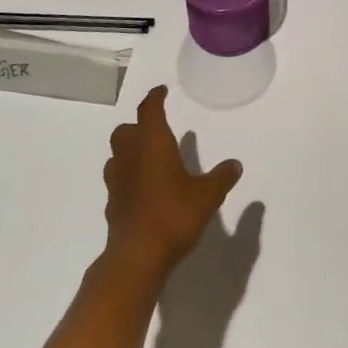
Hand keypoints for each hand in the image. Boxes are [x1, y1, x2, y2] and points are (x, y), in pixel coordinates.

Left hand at [105, 86, 243, 278]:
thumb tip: (235, 164)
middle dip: (138, 126)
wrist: (137, 256)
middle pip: (125, 131)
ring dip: (130, 151)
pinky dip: (128, 177)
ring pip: (117, 155)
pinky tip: (143, 189)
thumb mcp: (207, 195)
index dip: (155, 98)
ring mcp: (117, 181)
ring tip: (149, 158)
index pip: (149, 110)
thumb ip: (222, 177)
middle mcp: (130, 156)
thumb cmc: (173, 215)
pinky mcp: (112, 205)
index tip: (162, 91)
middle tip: (156, 130)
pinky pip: (118, 181)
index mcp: (152, 144)